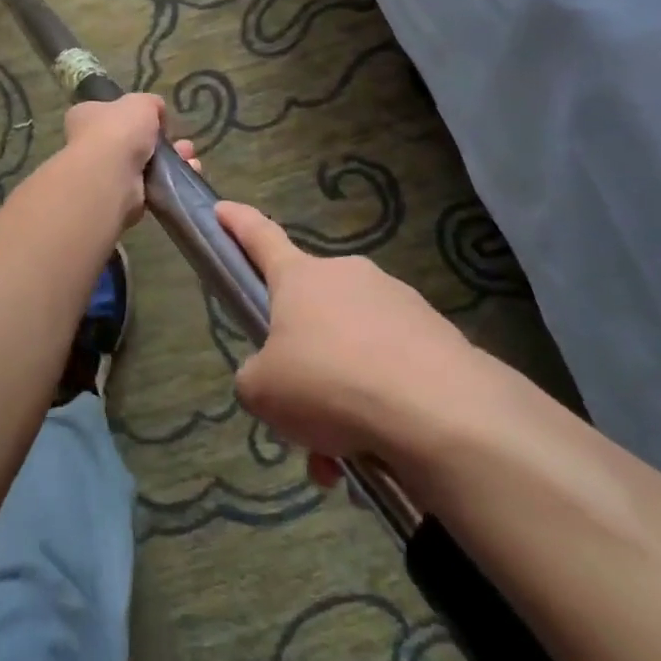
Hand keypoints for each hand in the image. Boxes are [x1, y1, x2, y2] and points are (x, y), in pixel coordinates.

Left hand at [61, 93, 198, 226]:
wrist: (111, 177)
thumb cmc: (118, 131)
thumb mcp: (140, 103)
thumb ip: (150, 103)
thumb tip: (156, 111)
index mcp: (85, 117)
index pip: (108, 113)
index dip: (132, 115)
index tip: (156, 119)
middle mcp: (90, 146)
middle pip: (131, 142)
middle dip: (161, 142)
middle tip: (182, 143)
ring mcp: (105, 174)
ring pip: (145, 165)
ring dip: (170, 161)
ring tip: (190, 158)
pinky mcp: (121, 198)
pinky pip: (150, 186)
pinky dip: (169, 181)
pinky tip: (188, 173)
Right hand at [217, 201, 476, 462]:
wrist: (438, 410)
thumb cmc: (329, 383)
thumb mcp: (263, 391)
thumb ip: (255, 377)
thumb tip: (275, 377)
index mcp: (299, 277)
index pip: (260, 238)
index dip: (237, 223)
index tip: (222, 208)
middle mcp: (347, 276)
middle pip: (311, 311)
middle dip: (303, 359)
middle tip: (300, 413)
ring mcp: (396, 301)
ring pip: (352, 348)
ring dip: (341, 394)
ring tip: (343, 452)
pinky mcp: (435, 333)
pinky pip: (391, 367)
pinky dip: (379, 404)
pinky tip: (382, 451)